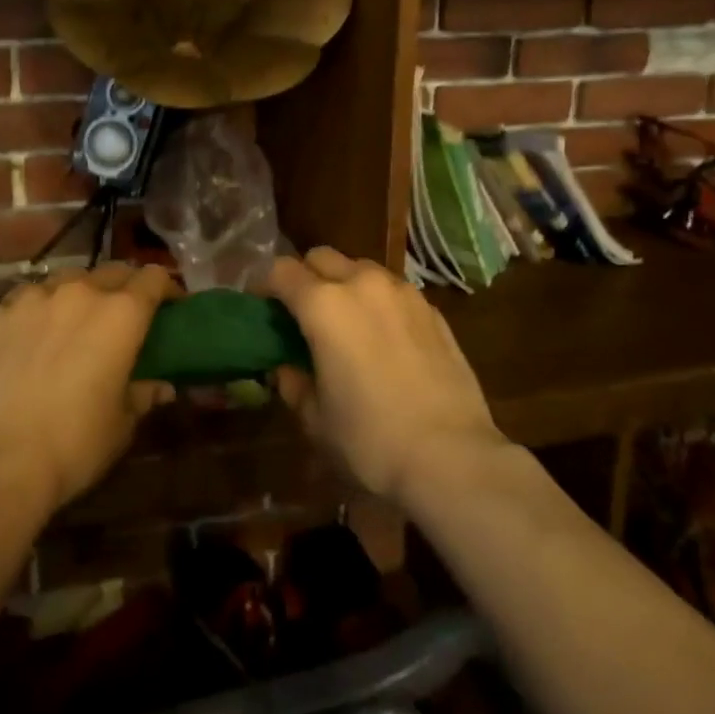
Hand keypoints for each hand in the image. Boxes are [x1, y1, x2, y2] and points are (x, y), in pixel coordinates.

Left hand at [0, 264, 176, 515]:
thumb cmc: (74, 445)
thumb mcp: (122, 424)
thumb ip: (143, 394)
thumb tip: (161, 387)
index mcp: (121, 314)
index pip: (154, 278)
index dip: (167, 288)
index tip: (170, 306)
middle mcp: (80, 292)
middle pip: (111, 272)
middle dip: (124, 288)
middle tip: (123, 316)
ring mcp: (33, 298)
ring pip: (66, 280)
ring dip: (78, 295)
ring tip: (73, 322)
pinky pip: (25, 300)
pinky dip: (37, 311)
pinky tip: (30, 337)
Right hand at [267, 248, 507, 507]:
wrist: (452, 456)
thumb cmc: (371, 440)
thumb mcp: (316, 420)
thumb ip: (294, 384)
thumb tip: (288, 369)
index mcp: (323, 305)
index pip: (281, 271)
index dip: (265, 286)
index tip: (262, 307)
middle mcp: (362, 284)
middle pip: (321, 257)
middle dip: (306, 277)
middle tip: (303, 314)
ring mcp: (402, 292)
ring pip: (361, 269)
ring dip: (345, 285)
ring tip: (347, 324)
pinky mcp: (432, 310)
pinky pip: (394, 291)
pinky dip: (379, 303)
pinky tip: (385, 339)